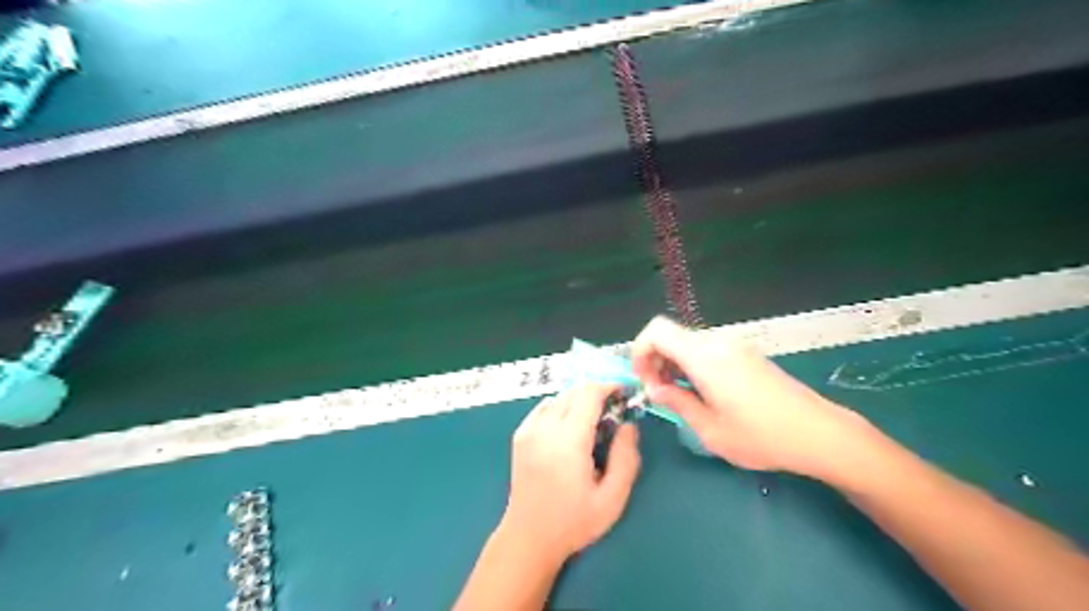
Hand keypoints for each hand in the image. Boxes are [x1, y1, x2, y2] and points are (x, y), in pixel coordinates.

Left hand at [504, 385, 645, 560]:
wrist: (528, 537)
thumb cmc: (573, 521)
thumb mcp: (612, 499)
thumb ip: (626, 458)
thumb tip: (629, 426)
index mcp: (568, 439)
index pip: (589, 394)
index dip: (610, 387)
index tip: (625, 395)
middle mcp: (545, 427)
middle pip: (574, 391)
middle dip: (597, 394)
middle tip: (613, 412)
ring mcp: (529, 429)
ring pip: (559, 397)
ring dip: (579, 401)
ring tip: (592, 423)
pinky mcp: (520, 435)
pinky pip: (543, 407)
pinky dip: (560, 407)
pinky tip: (568, 428)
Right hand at [636, 317, 863, 479]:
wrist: (819, 433)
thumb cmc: (761, 436)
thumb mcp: (710, 429)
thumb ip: (677, 403)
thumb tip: (655, 389)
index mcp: (704, 356)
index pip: (657, 331)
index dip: (640, 352)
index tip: (645, 382)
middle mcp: (718, 342)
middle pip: (671, 335)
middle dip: (655, 361)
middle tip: (661, 395)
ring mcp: (735, 346)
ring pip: (688, 343)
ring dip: (674, 365)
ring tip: (681, 398)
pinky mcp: (746, 354)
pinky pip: (707, 349)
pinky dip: (693, 365)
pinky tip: (704, 393)